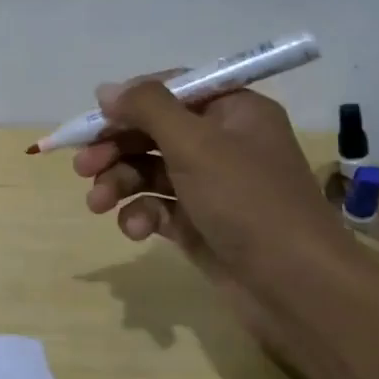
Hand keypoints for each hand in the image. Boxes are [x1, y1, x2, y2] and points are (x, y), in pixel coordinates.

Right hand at [74, 77, 354, 359]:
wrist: (296, 288)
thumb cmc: (247, 201)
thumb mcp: (195, 144)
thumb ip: (148, 108)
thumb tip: (107, 90)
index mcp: (233, 112)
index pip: (171, 90)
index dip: (130, 102)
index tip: (94, 119)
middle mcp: (222, 143)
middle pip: (153, 133)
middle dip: (115, 149)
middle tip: (82, 167)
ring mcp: (211, 187)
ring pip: (149, 172)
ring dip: (119, 184)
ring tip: (96, 204)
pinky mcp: (201, 224)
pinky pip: (158, 208)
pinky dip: (141, 215)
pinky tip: (135, 230)